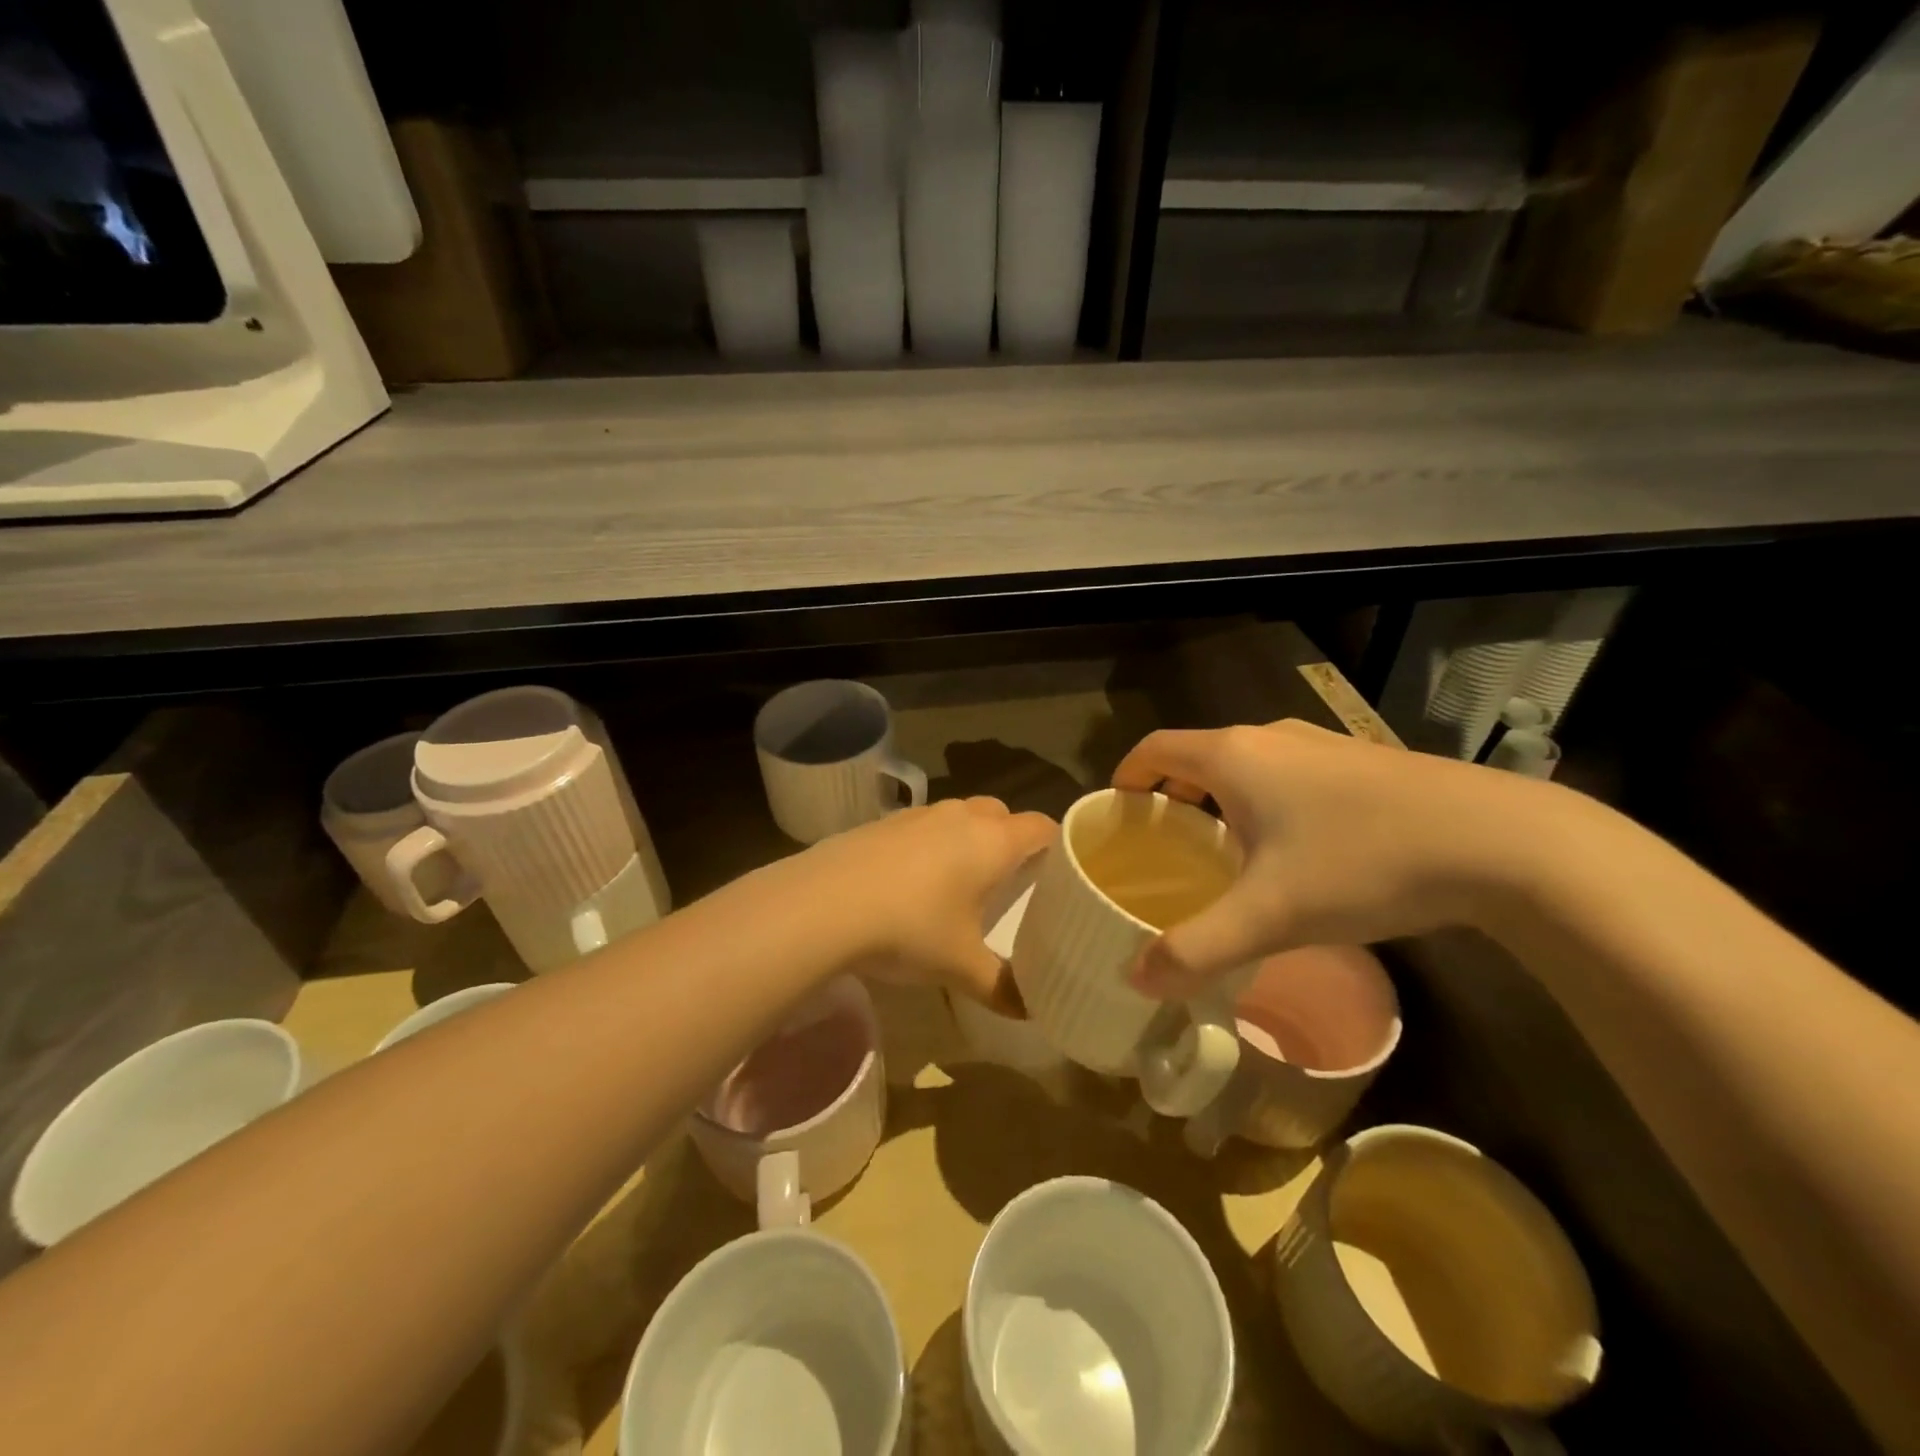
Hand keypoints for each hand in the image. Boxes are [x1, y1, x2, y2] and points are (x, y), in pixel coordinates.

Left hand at [797, 797, 1056, 1009]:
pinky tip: (911, 881)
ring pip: (958, 815)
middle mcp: (960, 817)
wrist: (824, 905)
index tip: (1060, 870)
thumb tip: (1030, 1011)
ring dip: (967, 838)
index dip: (1056, 844)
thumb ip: (1001, 987)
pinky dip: (929, 844)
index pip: (1041, 826)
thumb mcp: (960, 967)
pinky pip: (921, 826)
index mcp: (992, 842)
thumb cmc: (910, 929)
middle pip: (1000, 814)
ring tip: (960, 880)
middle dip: (1010, 839)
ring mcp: (917, 815)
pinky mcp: (882, 823)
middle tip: (1009, 879)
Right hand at [1112, 720, 1538, 998]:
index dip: (1127, 777)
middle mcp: (1271, 736)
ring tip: (1222, 855)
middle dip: (1172, 797)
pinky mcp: (1361, 762)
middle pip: (1198, 757)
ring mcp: (1321, 744)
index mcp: (1234, 756)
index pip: (1155, 749)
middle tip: (1164, 850)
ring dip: (1221, 801)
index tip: (1117, 817)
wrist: (1502, 842)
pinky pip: (1287, 773)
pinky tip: (1293, 852)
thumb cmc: (1362, 864)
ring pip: (1247, 766)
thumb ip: (1196, 948)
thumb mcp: (1270, 916)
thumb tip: (1136, 979)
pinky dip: (1265, 801)